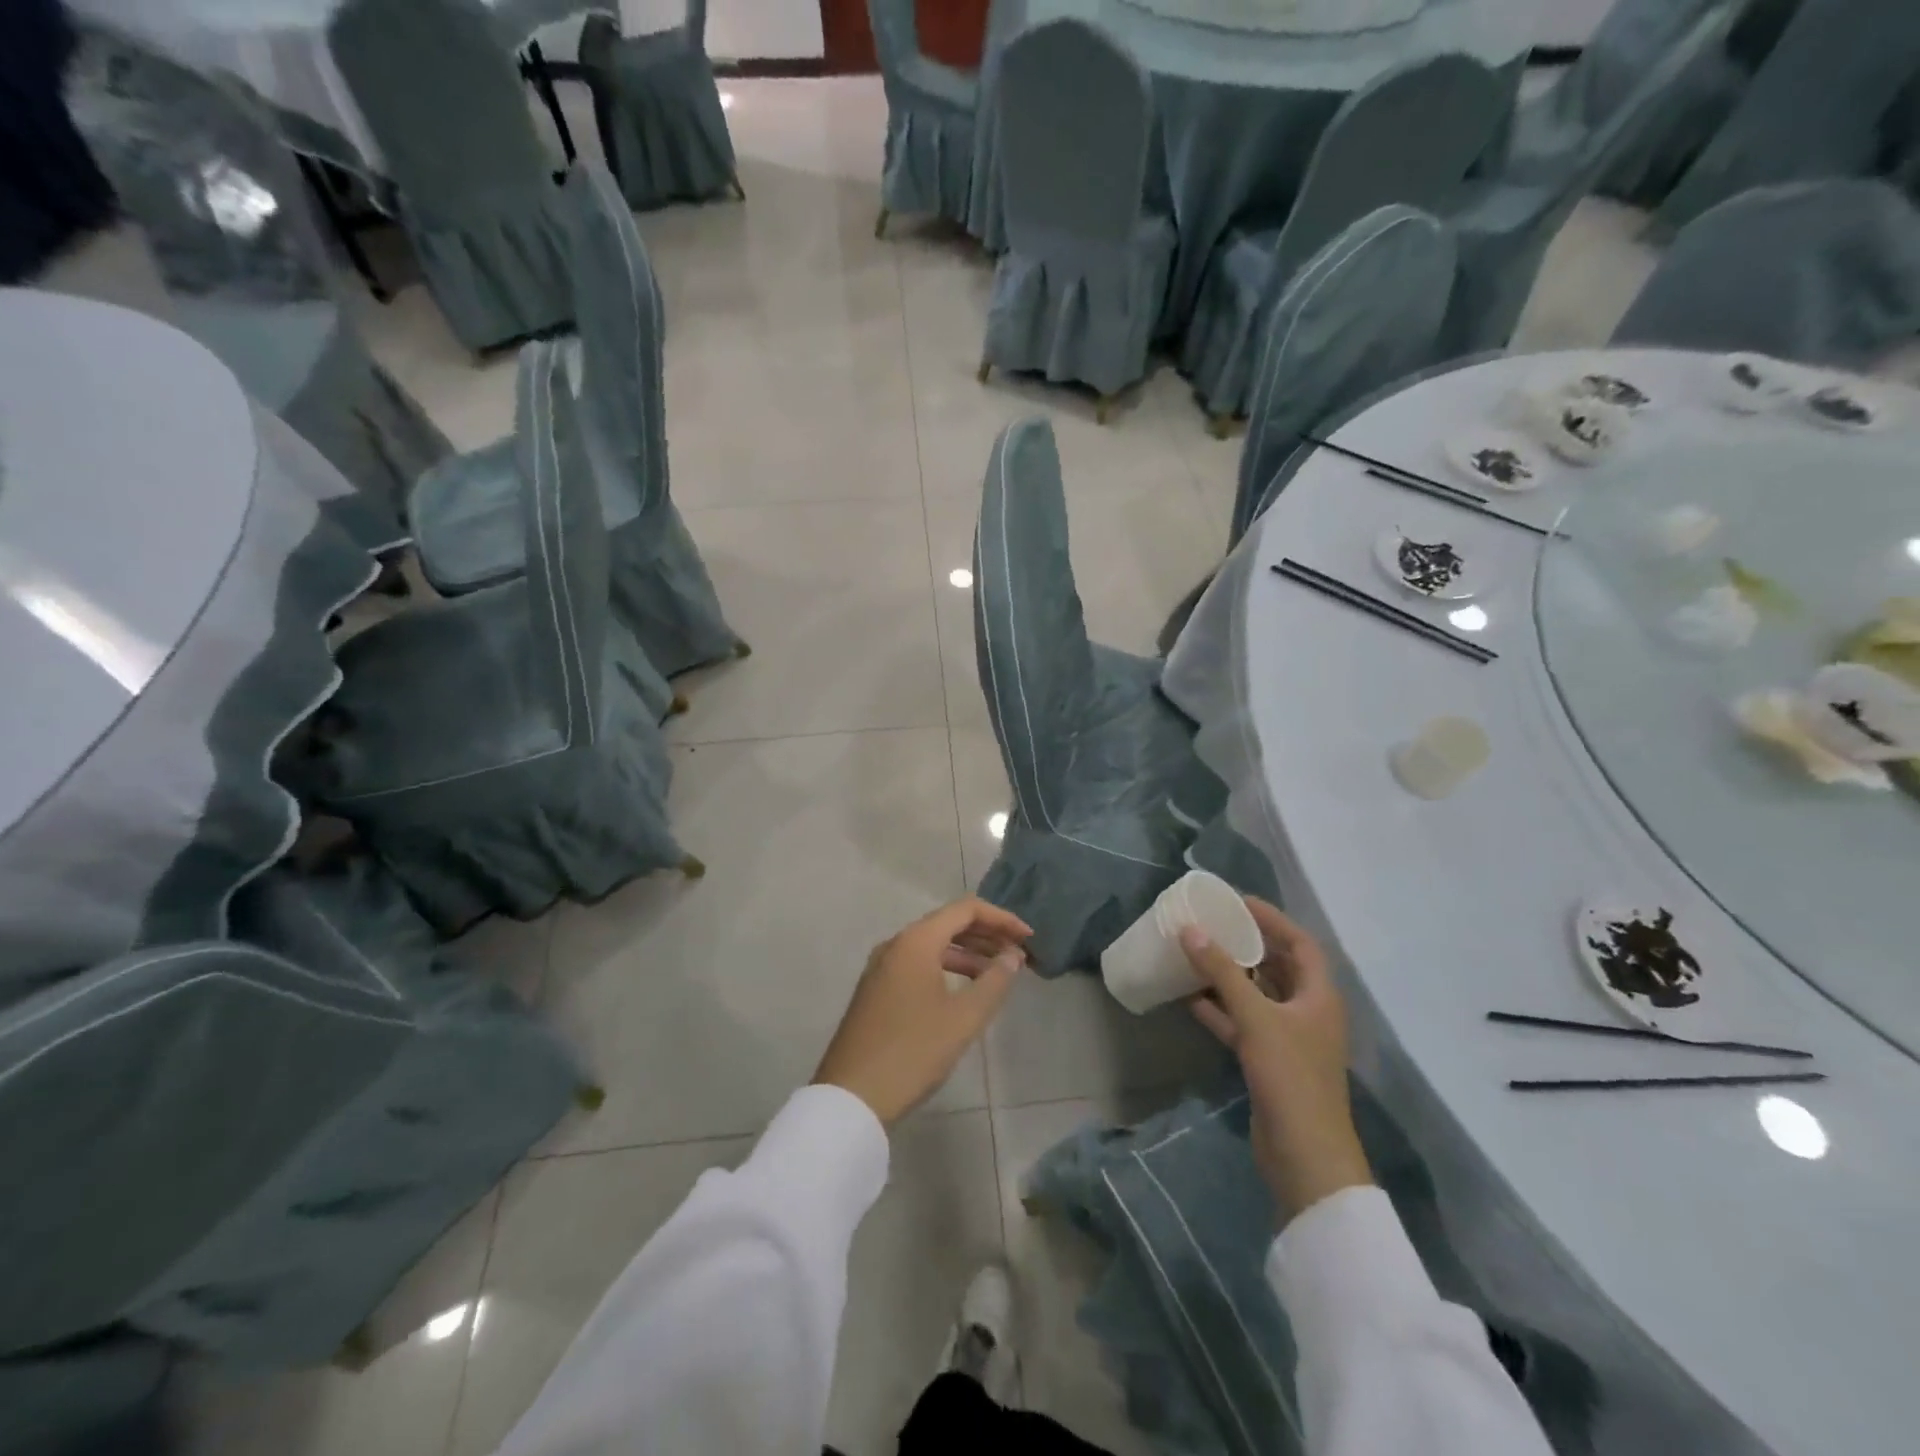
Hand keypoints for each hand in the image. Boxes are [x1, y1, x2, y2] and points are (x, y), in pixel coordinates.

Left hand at [813, 898, 1032, 1127]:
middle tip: (1018, 954)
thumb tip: (1013, 955)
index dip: (1001, 918)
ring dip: (968, 953)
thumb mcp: (964, 1018)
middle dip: (986, 934)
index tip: (1028, 938)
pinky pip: (918, 963)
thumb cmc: (913, 1051)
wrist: (852, 1096)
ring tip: (998, 973)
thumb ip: (994, 981)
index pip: (966, 910)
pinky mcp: (877, 989)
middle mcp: (896, 944)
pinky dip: (946, 968)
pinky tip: (965, 991)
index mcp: (916, 941)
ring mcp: (882, 967)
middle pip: (948, 923)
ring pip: (933, 945)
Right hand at [1181, 899, 1372, 1221]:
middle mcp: (1308, 1012)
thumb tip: (1190, 930)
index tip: (1237, 902)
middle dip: (1247, 945)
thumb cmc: (1290, 1077)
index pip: (1300, 943)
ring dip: (1230, 976)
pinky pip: (1243, 1023)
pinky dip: (1220, 1009)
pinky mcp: (1270, 1062)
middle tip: (1213, 924)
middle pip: (1278, 966)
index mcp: (1319, 996)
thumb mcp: (1255, 1018)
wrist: (1304, 1157)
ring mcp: (1289, 1039)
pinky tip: (1189, 998)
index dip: (1272, 919)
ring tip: (1196, 953)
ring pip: (1258, 995)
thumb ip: (1222, 972)